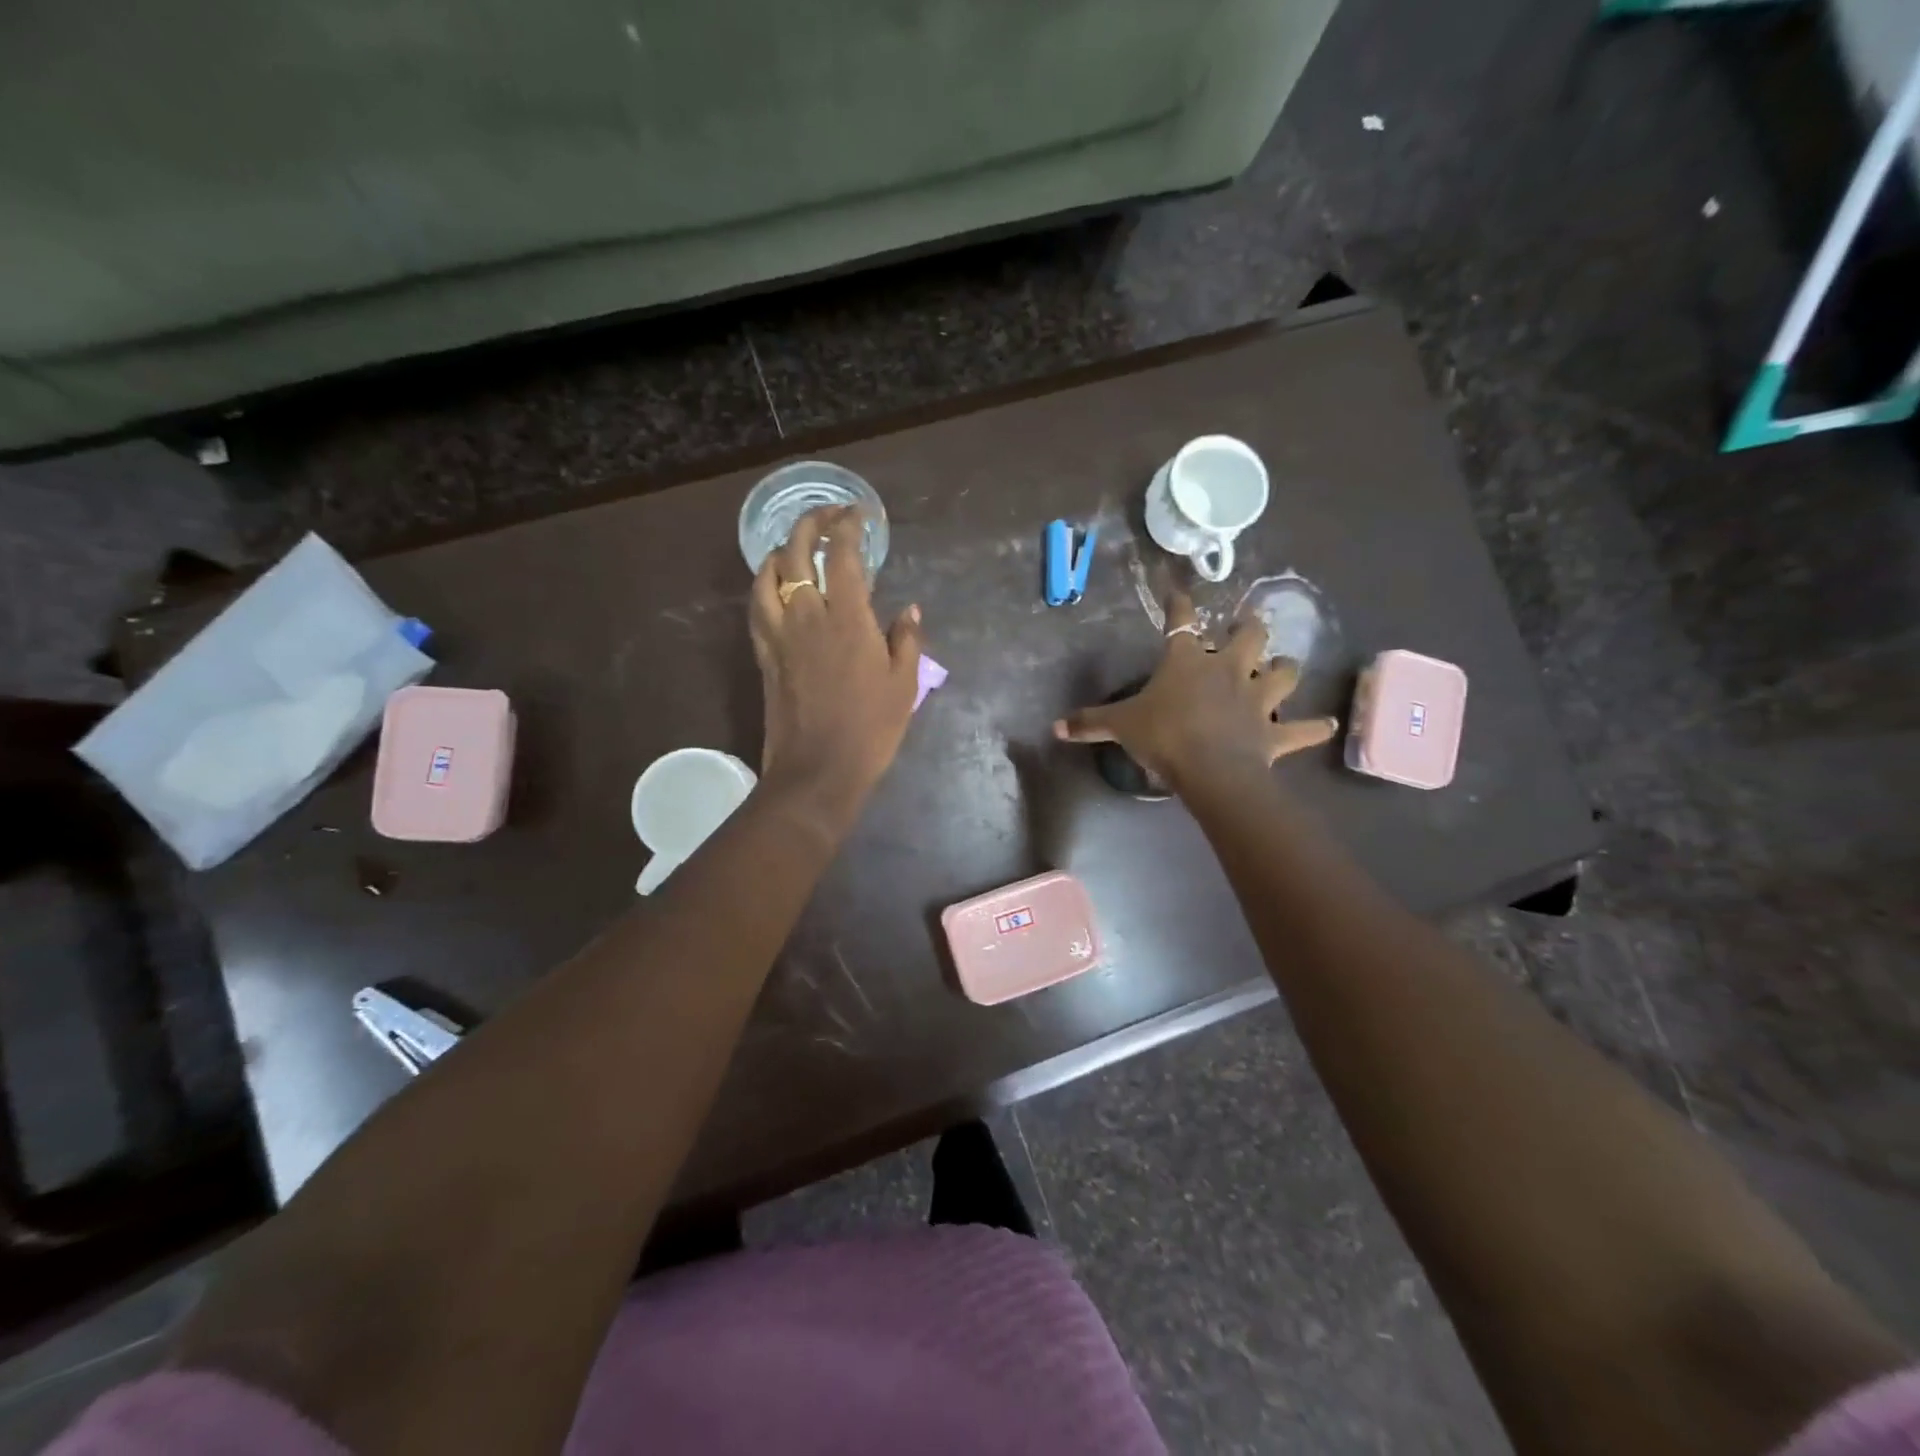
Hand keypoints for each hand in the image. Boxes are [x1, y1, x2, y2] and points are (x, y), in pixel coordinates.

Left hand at [749, 506, 923, 816]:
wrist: (817, 770)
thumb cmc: (870, 729)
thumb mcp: (904, 685)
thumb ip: (907, 640)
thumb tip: (909, 609)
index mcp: (847, 618)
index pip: (842, 555)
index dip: (849, 526)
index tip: (860, 515)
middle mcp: (806, 615)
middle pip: (796, 553)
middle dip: (810, 524)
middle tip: (828, 516)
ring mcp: (779, 634)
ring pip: (767, 575)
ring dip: (780, 551)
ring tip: (795, 547)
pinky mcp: (764, 654)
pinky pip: (756, 606)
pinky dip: (764, 585)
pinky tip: (774, 587)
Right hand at [1053, 589, 1337, 792]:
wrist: (1210, 768)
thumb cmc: (1164, 736)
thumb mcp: (1120, 726)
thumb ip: (1090, 723)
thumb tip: (1055, 727)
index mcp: (1187, 662)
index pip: (1180, 621)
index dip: (1179, 602)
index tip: (1178, 588)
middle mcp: (1228, 669)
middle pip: (1249, 636)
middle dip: (1250, 627)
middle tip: (1249, 625)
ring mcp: (1257, 699)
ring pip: (1283, 672)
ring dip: (1285, 669)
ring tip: (1284, 669)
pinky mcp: (1275, 731)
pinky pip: (1303, 728)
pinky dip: (1315, 727)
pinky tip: (1327, 724)